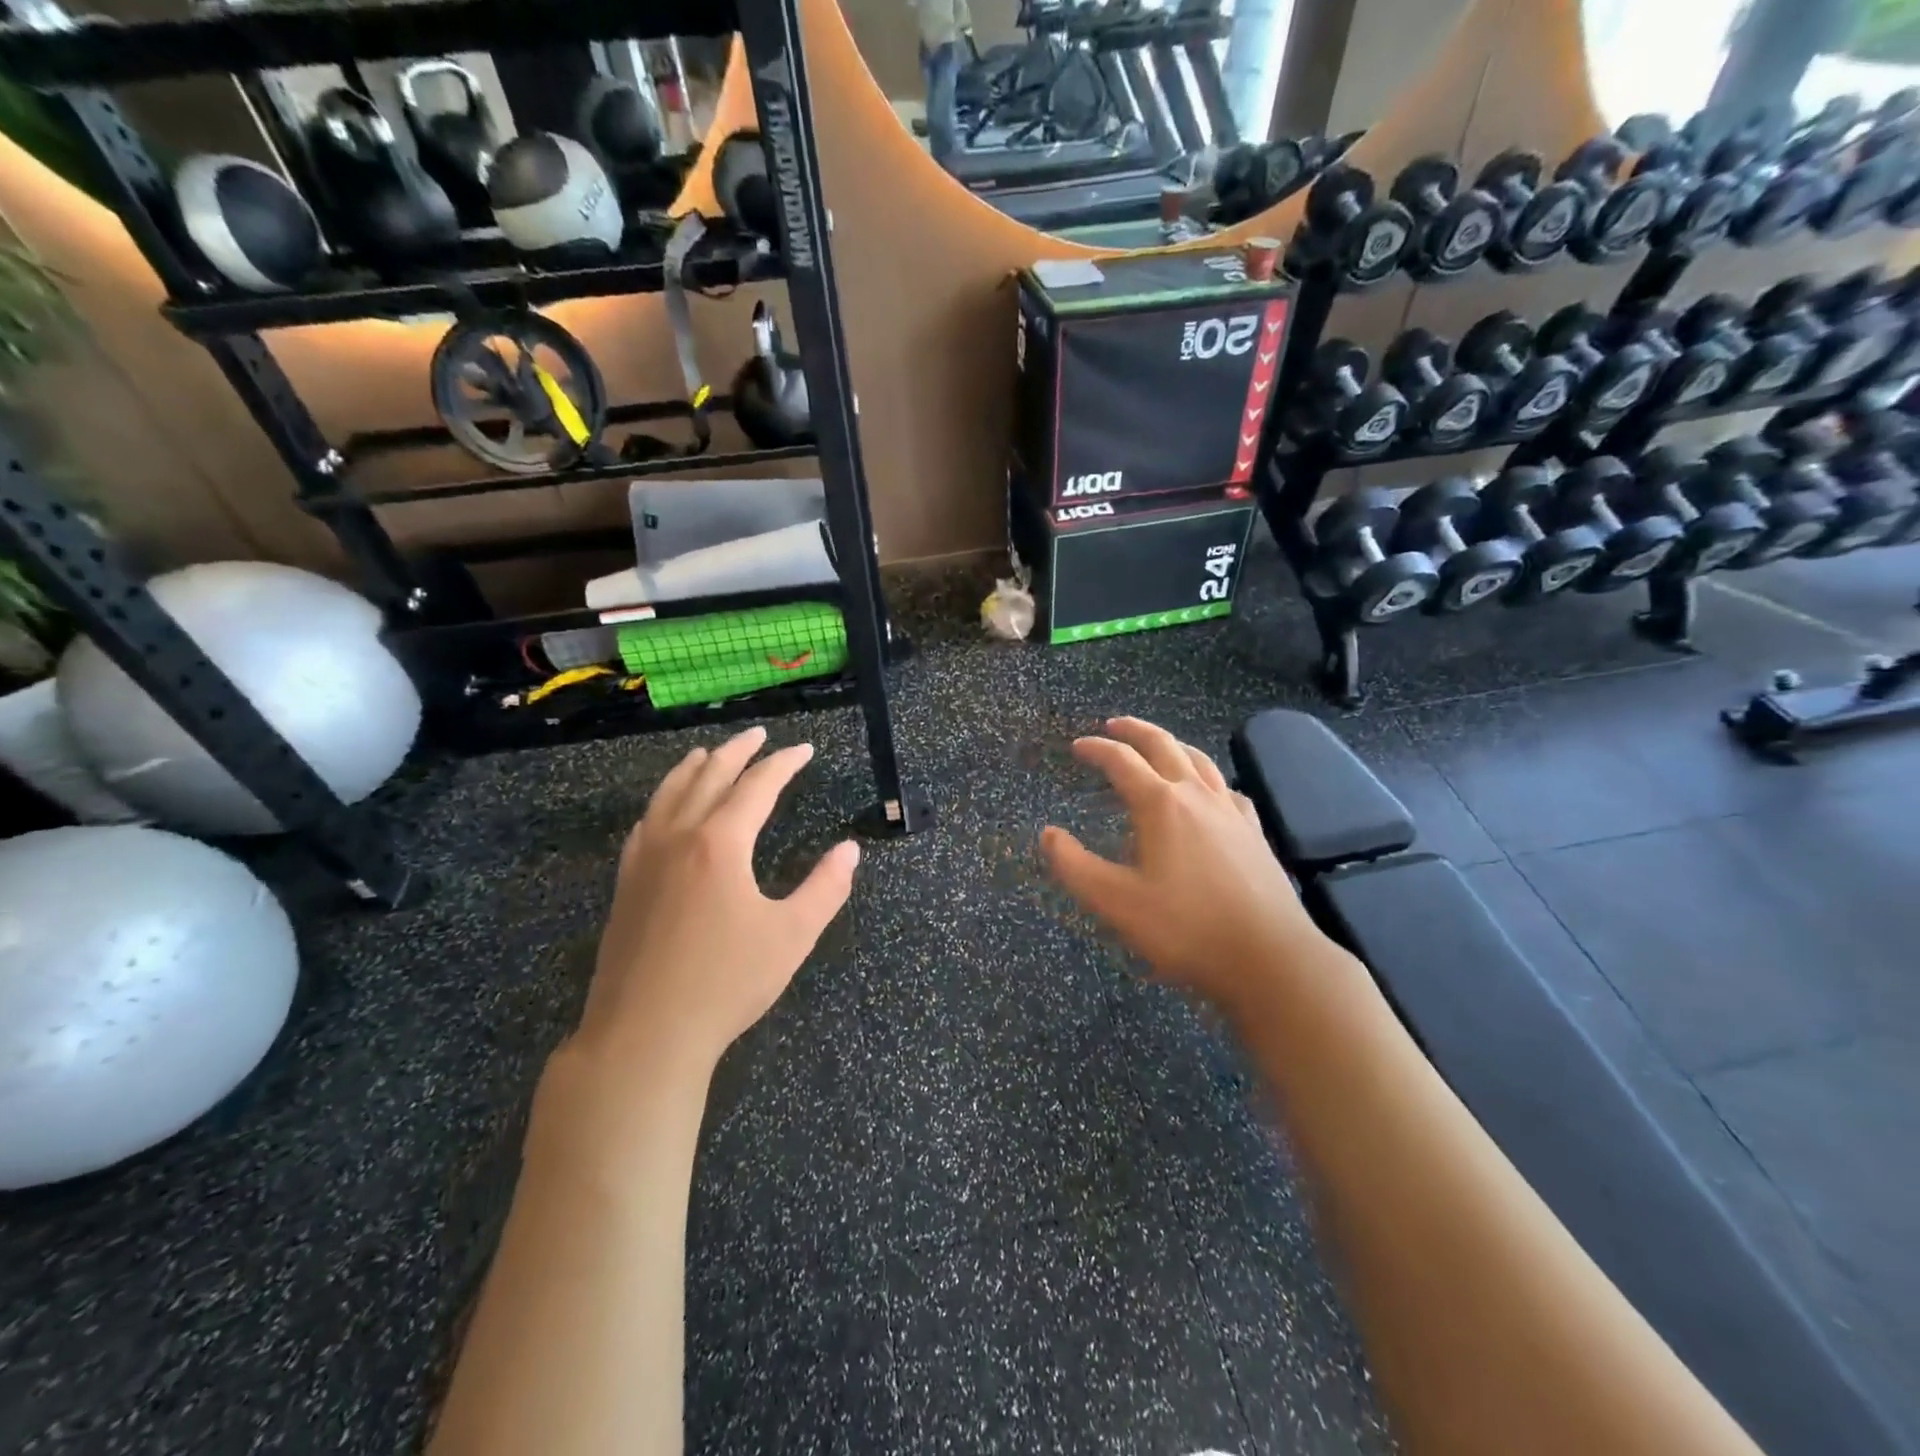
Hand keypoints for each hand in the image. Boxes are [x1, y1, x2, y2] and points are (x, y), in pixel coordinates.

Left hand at [572, 725, 859, 1080]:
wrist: (644, 1034)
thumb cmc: (727, 983)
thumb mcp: (792, 935)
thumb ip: (825, 887)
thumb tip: (850, 849)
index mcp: (721, 844)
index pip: (757, 786)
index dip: (783, 763)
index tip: (804, 749)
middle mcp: (679, 838)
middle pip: (709, 777)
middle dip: (737, 752)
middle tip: (758, 735)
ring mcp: (645, 860)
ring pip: (669, 795)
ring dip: (693, 768)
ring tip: (709, 753)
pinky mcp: (626, 885)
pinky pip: (645, 825)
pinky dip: (661, 802)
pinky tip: (663, 809)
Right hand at [1041, 717, 1329, 1016]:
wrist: (1269, 958)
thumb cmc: (1186, 928)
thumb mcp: (1116, 902)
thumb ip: (1075, 866)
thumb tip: (1048, 834)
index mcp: (1161, 805)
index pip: (1122, 762)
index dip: (1096, 749)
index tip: (1077, 746)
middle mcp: (1197, 796)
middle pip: (1164, 746)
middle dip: (1135, 731)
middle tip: (1113, 725)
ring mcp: (1231, 811)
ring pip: (1200, 760)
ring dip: (1172, 745)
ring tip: (1158, 746)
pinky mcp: (1255, 832)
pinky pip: (1226, 788)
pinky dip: (1207, 778)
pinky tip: (1209, 792)